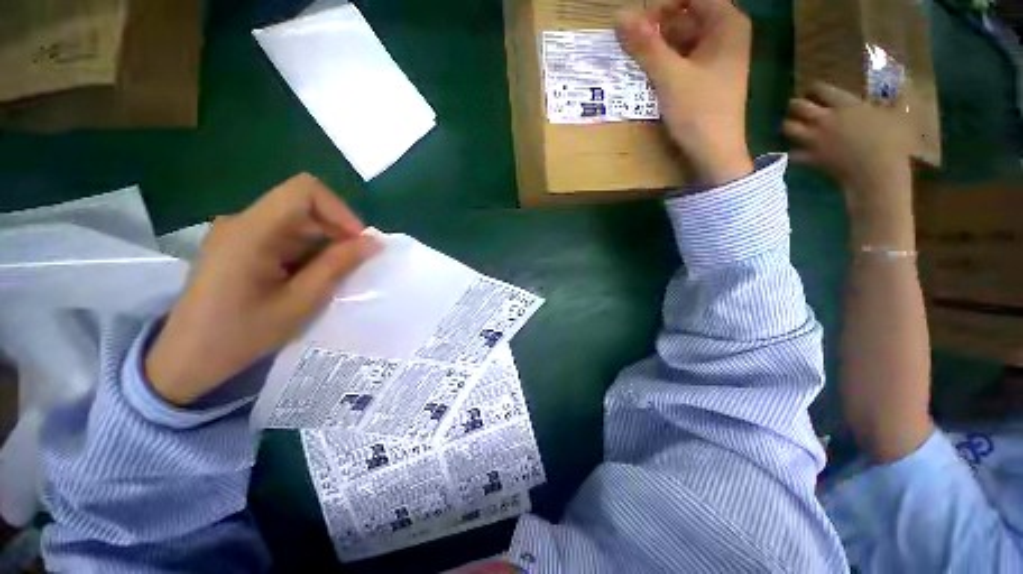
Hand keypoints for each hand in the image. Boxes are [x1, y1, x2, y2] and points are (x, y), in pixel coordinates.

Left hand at [145, 174, 379, 405]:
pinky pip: (284, 234)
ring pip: (296, 221)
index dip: (339, 210)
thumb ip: (337, 266)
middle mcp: (242, 222)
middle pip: (302, 205)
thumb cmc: (241, 335)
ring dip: (323, 242)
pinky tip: (309, 277)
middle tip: (354, 263)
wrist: (186, 359)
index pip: (304, 191)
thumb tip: (373, 242)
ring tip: (333, 275)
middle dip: (336, 230)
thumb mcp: (299, 302)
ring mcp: (238, 233)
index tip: (358, 241)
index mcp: (251, 232)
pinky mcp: (239, 245)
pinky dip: (307, 250)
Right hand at [618, 0, 753, 185]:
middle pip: (686, 15)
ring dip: (658, 45)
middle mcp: (726, 33)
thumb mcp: (669, 77)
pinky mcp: (708, 76)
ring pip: (683, 37)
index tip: (637, 23)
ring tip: (635, 58)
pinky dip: (666, 60)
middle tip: (630, 42)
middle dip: (657, 26)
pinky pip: (684, 57)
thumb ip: (645, 46)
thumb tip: (618, 17)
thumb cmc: (698, 112)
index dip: (662, 6)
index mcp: (727, 23)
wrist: (715, 153)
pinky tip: (649, 72)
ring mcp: (718, 56)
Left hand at [784, 83, 913, 218]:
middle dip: (794, 105)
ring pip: (788, 128)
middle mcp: (825, 119)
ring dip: (788, 125)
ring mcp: (814, 139)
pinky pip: (792, 152)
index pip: (819, 89)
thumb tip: (903, 80)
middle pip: (797, 106)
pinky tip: (795, 149)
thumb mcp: (899, 113)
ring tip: (792, 126)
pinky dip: (791, 150)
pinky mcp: (810, 158)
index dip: (813, 88)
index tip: (812, 90)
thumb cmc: (892, 141)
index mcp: (845, 104)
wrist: (876, 172)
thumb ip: (896, 97)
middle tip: (796, 107)